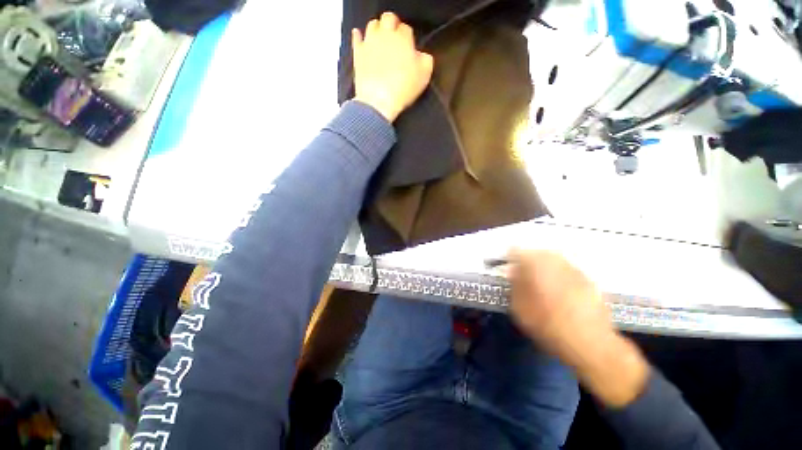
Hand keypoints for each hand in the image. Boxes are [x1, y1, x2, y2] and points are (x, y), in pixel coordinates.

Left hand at [352, 12, 433, 121]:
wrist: (378, 100)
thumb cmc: (403, 88)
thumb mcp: (424, 75)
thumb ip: (425, 60)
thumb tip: (421, 55)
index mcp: (403, 38)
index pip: (406, 29)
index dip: (408, 38)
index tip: (409, 48)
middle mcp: (385, 34)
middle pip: (388, 19)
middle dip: (393, 25)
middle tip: (395, 38)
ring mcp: (370, 42)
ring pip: (373, 24)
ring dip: (378, 29)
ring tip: (381, 40)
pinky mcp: (358, 52)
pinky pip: (357, 37)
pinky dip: (359, 36)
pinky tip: (361, 38)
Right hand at [508, 250, 648, 407]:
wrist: (591, 344)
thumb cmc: (548, 326)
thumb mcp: (520, 309)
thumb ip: (514, 286)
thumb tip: (512, 272)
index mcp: (536, 266)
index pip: (516, 252)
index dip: (509, 257)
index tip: (507, 266)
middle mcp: (556, 262)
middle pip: (537, 252)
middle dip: (528, 259)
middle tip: (522, 272)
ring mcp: (575, 270)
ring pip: (554, 259)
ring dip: (544, 265)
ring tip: (540, 280)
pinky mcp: (589, 281)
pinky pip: (567, 270)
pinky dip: (559, 274)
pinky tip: (559, 290)